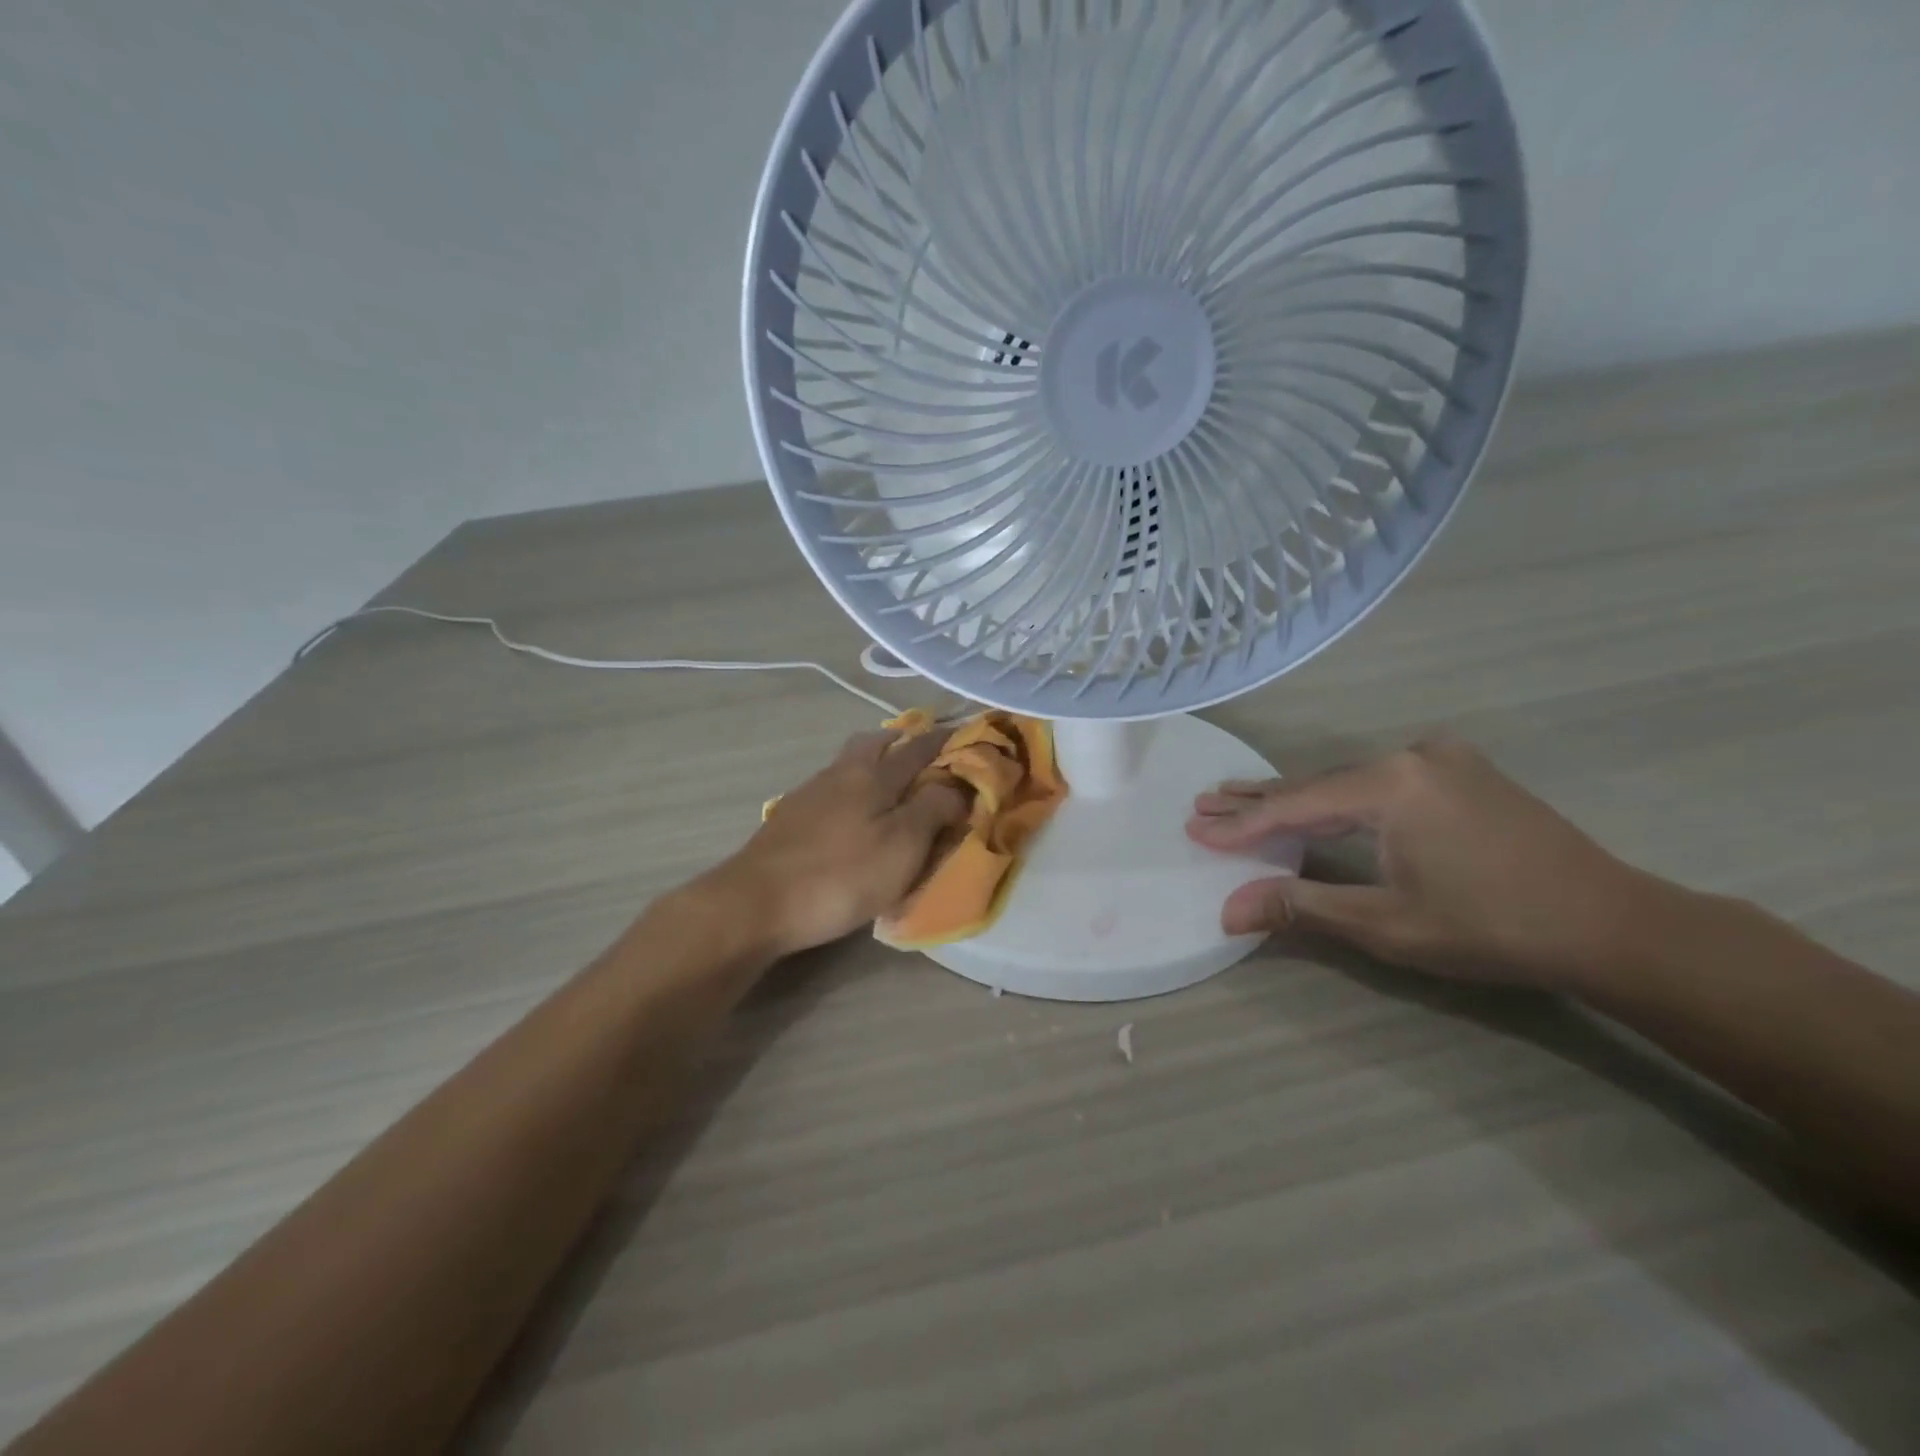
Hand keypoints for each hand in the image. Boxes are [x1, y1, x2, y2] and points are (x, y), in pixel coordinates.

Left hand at [702, 727, 968, 958]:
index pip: (918, 748)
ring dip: (874, 762)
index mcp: (873, 775)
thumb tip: (957, 785)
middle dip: (901, 741)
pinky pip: (831, 788)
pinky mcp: (790, 819)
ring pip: (849, 764)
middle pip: (873, 742)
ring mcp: (810, 794)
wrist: (756, 903)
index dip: (944, 740)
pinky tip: (852, 812)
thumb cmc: (840, 875)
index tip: (965, 733)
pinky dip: (852, 788)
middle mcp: (841, 773)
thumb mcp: (903, 846)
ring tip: (893, 783)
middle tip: (923, 753)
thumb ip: (933, 810)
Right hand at [1187, 739, 1651, 987]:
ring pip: (1346, 782)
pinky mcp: (1460, 772)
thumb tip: (1228, 911)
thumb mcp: (1387, 924)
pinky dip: (1337, 798)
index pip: (1295, 805)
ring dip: (1296, 799)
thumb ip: (1301, 907)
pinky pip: (1378, 783)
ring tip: (1239, 800)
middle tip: (1204, 804)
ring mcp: (1440, 759)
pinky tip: (1312, 803)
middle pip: (1316, 784)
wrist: (1612, 924)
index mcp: (1391, 784)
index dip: (1242, 823)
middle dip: (1258, 801)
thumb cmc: (1493, 927)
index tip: (1196, 828)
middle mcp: (1411, 756)